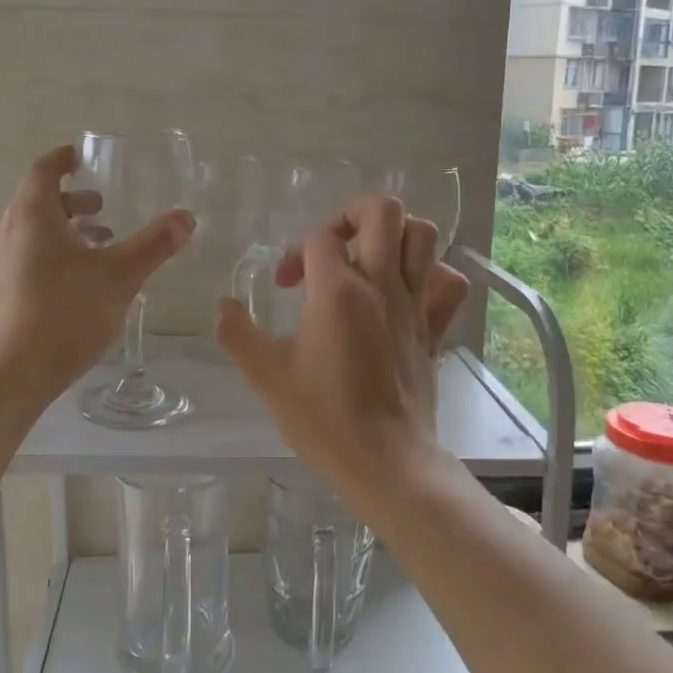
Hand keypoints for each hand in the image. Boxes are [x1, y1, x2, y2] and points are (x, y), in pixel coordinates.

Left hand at [0, 145, 194, 398]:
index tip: (82, 156)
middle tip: (103, 207)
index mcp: (31, 216)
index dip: (63, 159)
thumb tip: (186, 216)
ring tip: (99, 247)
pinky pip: (26, 259)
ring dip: (65, 232)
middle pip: (38, 202)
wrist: (10, 374)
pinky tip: (79, 284)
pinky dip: (52, 255)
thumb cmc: (65, 313)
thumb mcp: (120, 276)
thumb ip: (154, 244)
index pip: (44, 170)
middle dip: (72, 201)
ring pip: (32, 234)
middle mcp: (7, 232)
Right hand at [217, 195, 467, 498]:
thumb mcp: (267, 376)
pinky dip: (434, 274)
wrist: (386, 461)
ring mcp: (414, 305)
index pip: (319, 237)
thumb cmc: (324, 418)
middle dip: (352, 213)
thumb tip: (223, 304)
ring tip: (370, 256)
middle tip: (334, 245)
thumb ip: (238, 333)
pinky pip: (449, 284)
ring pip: (424, 236)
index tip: (285, 285)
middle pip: (383, 211)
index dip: (296, 252)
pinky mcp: (434, 329)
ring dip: (396, 234)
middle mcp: (382, 285)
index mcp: (338, 291)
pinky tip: (409, 289)